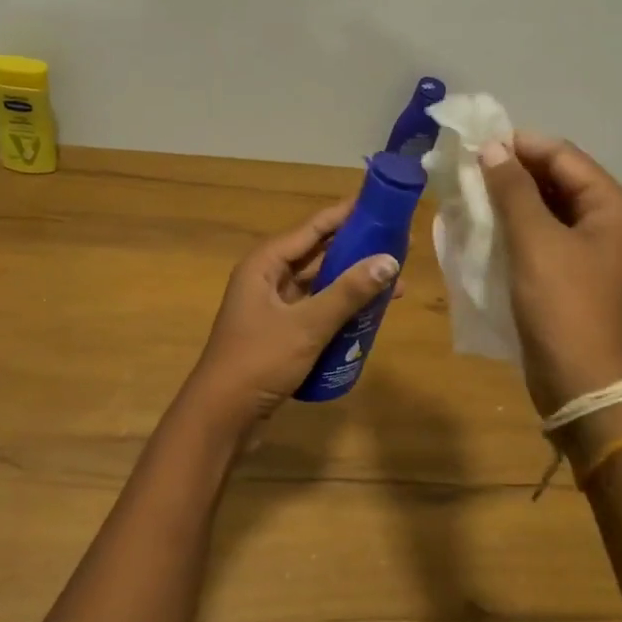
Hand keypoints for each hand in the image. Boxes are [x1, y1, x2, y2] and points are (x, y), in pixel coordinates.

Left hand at [184, 200, 400, 424]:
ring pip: (319, 285)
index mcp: (265, 264)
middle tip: (398, 245)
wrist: (222, 417)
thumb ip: (348, 292)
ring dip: (352, 283)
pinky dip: (341, 309)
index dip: (346, 215)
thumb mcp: (308, 325)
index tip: (381, 204)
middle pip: (317, 254)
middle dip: (356, 250)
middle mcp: (267, 279)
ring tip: (394, 283)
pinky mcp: (280, 333)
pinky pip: (316, 310)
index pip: (312, 228)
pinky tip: (369, 316)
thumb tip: (390, 261)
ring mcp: (273, 307)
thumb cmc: (259, 361)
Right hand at [479, 131, 621, 415]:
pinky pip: (540, 232)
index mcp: (611, 205)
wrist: (579, 381)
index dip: (519, 145)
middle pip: (556, 177)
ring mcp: (589, 247)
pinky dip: (514, 223)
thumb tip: (492, 148)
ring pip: (545, 205)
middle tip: (466, 168)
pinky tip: (483, 223)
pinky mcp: (569, 270)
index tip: (474, 144)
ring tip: (468, 192)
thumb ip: (513, 190)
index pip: (563, 156)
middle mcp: (606, 220)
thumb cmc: (561, 305)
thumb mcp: (534, 241)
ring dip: (510, 197)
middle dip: (513, 170)